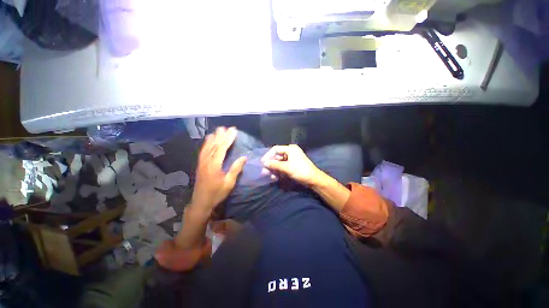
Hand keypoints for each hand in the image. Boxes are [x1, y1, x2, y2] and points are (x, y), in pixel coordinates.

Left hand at [191, 127, 246, 213]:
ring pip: (207, 147)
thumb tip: (244, 157)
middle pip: (214, 145)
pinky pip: (203, 151)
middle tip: (227, 127)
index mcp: (214, 165)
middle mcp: (207, 161)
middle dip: (221, 136)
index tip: (233, 131)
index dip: (228, 139)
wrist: (200, 202)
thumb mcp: (229, 183)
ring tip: (218, 130)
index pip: (222, 148)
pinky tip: (208, 140)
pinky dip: (206, 144)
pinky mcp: (200, 165)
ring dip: (214, 138)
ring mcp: (202, 162)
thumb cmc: (217, 193)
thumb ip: (236, 169)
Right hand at [261, 145, 323, 186]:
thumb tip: (264, 163)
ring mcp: (292, 159)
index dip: (268, 155)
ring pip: (279, 162)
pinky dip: (279, 171)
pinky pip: (283, 166)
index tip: (262, 163)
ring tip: (269, 176)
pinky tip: (275, 177)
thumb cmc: (300, 171)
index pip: (276, 149)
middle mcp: (291, 152)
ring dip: (274, 169)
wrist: (313, 180)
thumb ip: (274, 165)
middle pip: (277, 156)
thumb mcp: (286, 168)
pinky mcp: (293, 165)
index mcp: (290, 149)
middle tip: (264, 171)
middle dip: (270, 164)